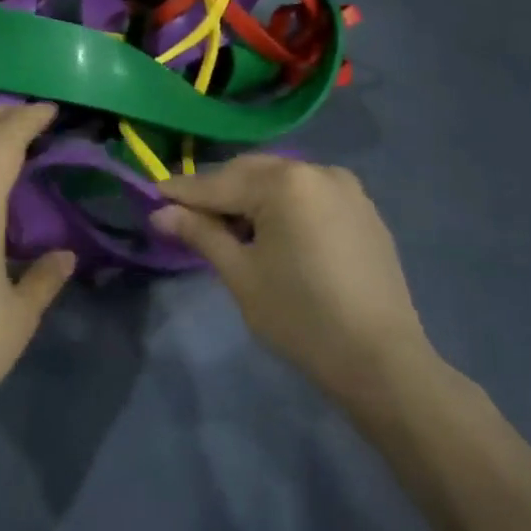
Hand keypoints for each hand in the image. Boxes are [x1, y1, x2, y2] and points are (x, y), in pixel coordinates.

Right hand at [152, 156, 439, 407]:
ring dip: (249, 197)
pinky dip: (281, 206)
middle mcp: (317, 170)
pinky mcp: (363, 209)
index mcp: (285, 183)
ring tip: (227, 229)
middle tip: (184, 215)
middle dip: (216, 192)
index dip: (181, 192)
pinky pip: (308, 195)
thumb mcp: (241, 276)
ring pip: (280, 181)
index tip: (150, 195)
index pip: (218, 183)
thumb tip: (161, 214)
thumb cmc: (301, 317)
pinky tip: (270, 233)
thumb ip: (201, 234)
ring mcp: (346, 188)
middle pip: (250, 173)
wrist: (381, 359)